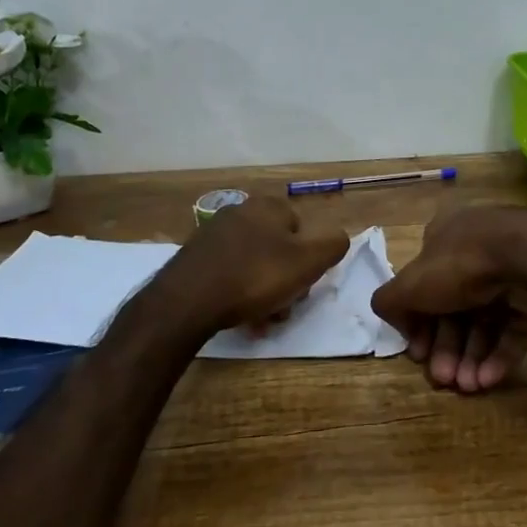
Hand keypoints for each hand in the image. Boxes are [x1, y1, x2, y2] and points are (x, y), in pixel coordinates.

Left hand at [151, 198, 348, 338]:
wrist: (186, 300)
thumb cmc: (254, 277)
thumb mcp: (308, 262)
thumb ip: (333, 245)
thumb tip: (340, 237)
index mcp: (268, 206)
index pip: (302, 230)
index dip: (308, 261)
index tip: (302, 287)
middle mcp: (241, 211)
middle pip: (278, 249)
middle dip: (285, 280)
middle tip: (283, 309)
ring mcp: (214, 234)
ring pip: (254, 264)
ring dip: (263, 292)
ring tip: (260, 321)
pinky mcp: (194, 257)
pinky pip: (229, 273)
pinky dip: (238, 293)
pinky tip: (237, 316)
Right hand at [372, 205, 526, 392]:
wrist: (526, 259)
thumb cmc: (460, 265)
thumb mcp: (409, 284)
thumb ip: (390, 302)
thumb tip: (396, 319)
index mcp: (444, 240)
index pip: (424, 285)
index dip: (417, 322)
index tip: (418, 353)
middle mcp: (475, 252)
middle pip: (454, 308)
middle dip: (446, 347)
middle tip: (443, 378)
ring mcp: (508, 273)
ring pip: (484, 322)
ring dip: (472, 357)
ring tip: (468, 386)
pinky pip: (512, 327)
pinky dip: (499, 354)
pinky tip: (488, 379)